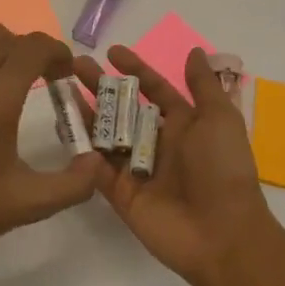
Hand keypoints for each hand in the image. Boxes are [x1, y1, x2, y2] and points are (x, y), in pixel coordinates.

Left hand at [0, 24, 100, 265]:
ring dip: (3, 53)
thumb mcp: (31, 202)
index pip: (33, 48)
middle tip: (45, 77)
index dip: (57, 51)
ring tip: (15, 84)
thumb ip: (74, 183)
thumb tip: (97, 161)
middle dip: (30, 49)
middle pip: (5, 36)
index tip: (67, 72)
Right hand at [74, 44, 276, 285]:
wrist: (222, 234)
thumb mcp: (220, 119)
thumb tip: (194, 51)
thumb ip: (203, 85)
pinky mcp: (120, 193)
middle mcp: (156, 142)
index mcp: (182, 124)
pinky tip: (62, 127)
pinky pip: (95, 167)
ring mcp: (135, 168)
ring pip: (104, 134)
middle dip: (100, 86)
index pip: (153, 89)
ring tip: (61, 90)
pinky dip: (80, 149)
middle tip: (74, 65)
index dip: (134, 69)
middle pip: (122, 108)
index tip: (111, 52)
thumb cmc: (222, 169)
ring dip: (84, 112)